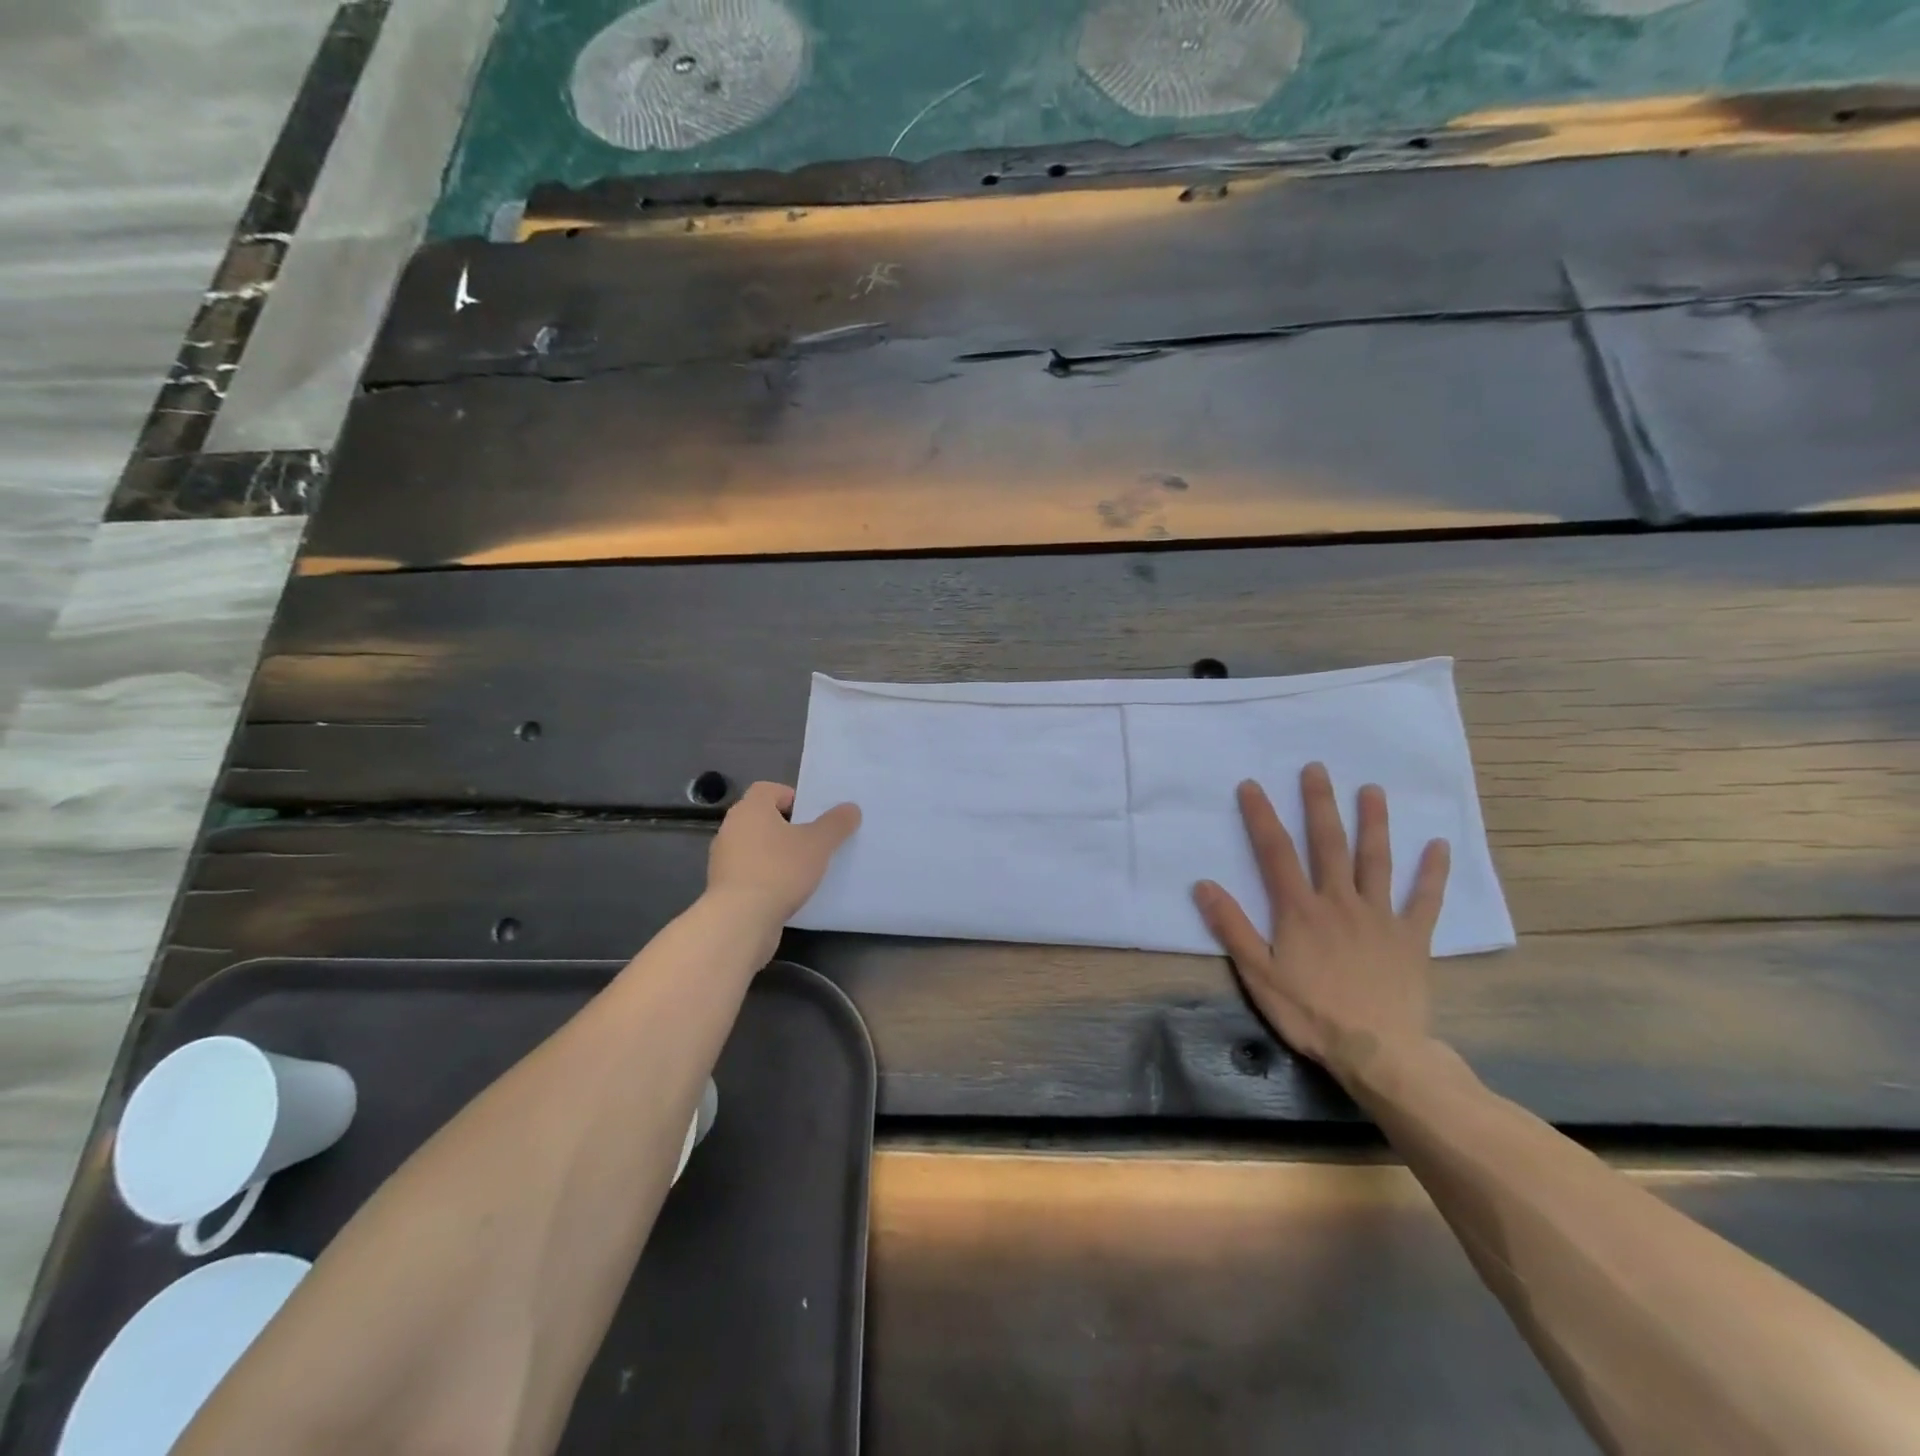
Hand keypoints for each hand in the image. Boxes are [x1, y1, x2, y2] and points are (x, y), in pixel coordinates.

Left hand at [706, 782, 860, 926]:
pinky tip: (786, 891)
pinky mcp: (724, 886)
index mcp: (750, 809)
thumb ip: (836, 823)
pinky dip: (766, 876)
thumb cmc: (780, 870)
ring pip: (756, 846)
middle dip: (787, 827)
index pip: (768, 789)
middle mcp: (732, 828)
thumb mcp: (818, 844)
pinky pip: (750, 871)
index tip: (812, 816)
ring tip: (803, 869)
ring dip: (776, 853)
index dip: (792, 798)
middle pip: (763, 818)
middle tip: (813, 841)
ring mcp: (724, 858)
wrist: (741, 920)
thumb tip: (851, 808)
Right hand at [1192, 763, 1448, 1088]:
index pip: (1276, 852)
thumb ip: (1232, 928)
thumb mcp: (1258, 975)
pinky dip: (1432, 872)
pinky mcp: (1411, 937)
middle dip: (1320, 804)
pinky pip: (1425, 899)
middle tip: (1317, 768)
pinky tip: (1438, 845)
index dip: (1262, 816)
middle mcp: (1340, 901)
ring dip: (1374, 823)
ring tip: (1373, 790)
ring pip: (1376, 860)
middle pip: (1328, 844)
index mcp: (1299, 910)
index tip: (1252, 785)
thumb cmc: (1311, 1013)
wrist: (1378, 1051)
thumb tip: (1203, 885)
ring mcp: (1379, 917)